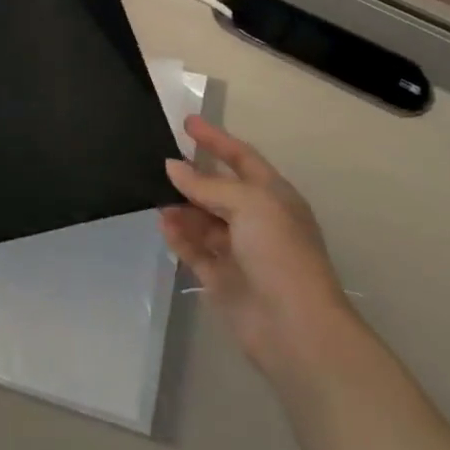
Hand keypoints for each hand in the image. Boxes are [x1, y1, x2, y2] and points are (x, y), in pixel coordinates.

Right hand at [160, 116, 353, 376]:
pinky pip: (194, 249)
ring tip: (154, 193)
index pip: (242, 158)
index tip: (186, 122)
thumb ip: (207, 184)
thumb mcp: (249, 204)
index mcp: (274, 197)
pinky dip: (179, 236)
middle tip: (158, 160)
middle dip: (192, 176)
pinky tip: (163, 223)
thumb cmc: (279, 253)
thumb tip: (172, 167)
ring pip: (203, 219)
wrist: (295, 328)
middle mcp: (257, 220)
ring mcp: (239, 251)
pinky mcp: (222, 278)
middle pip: (219, 189)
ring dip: (181, 206)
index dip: (216, 139)